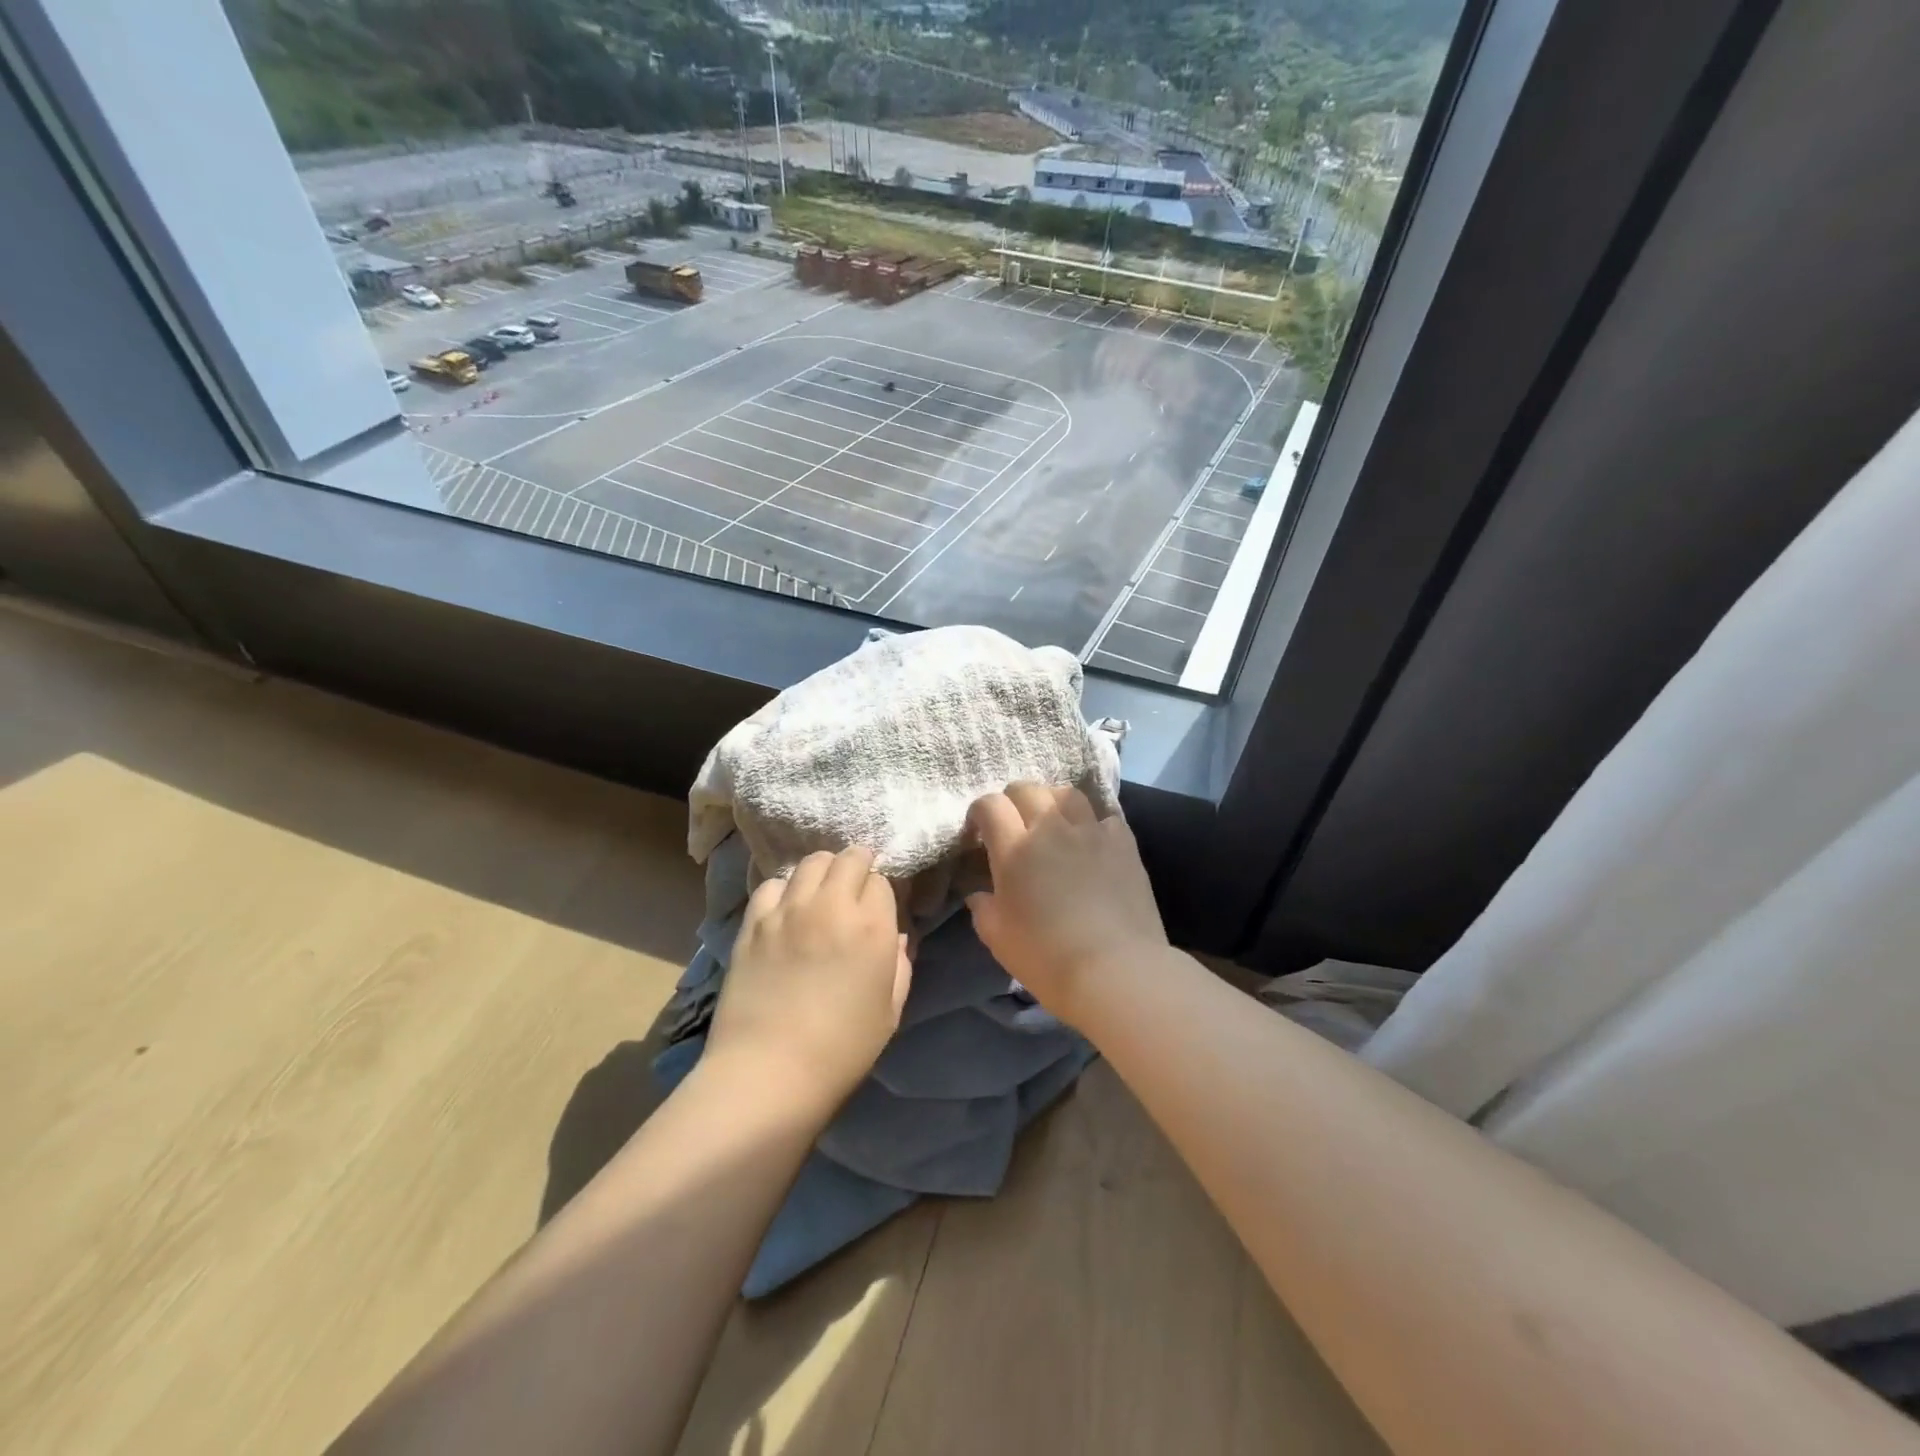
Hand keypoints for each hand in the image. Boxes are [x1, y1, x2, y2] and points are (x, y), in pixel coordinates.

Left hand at [706, 846, 911, 1116]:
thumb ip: (899, 965)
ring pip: (811, 862)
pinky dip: (785, 888)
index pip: (881, 881)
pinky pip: (773, 884)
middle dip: (858, 865)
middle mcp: (832, 906)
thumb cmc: (841, 1050)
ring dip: (823, 870)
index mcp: (872, 928)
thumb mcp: (890, 1012)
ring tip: (821, 891)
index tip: (877, 909)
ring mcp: (788, 911)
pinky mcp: (754, 922)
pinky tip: (786, 908)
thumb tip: (893, 937)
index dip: (881, 893)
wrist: (768, 1072)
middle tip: (855, 886)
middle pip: (849, 859)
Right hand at [965, 784, 1167, 1019]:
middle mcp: (1051, 828)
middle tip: (1013, 825)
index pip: (990, 805)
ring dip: (1052, 801)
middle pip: (1027, 789)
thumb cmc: (1048, 958)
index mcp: (1015, 849)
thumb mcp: (998, 939)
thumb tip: (981, 893)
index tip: (979, 833)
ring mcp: (1091, 832)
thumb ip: (984, 908)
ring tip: (1052, 821)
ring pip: (1066, 793)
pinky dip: (1092, 823)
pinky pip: (1104, 816)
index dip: (980, 813)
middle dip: (1013, 801)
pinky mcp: (1124, 843)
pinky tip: (1091, 841)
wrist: (1116, 971)